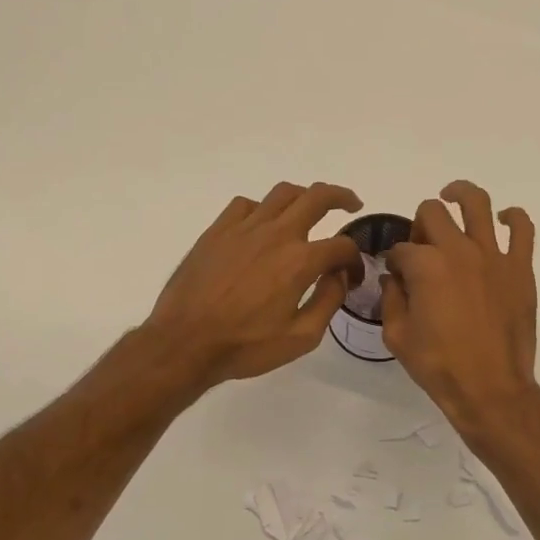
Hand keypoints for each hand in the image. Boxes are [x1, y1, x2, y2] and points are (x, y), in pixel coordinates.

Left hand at [144, 181, 363, 387]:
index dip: (354, 260)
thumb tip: (339, 276)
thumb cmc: (245, 346)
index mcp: (300, 261)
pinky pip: (246, 204)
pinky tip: (263, 225)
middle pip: (317, 197)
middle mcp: (275, 234)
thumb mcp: (301, 337)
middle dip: (341, 197)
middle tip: (351, 204)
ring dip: (304, 196)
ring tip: (309, 208)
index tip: (352, 276)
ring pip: (282, 193)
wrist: (184, 343)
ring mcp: (243, 228)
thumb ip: (328, 301)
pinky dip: (263, 209)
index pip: (342, 246)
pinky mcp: (217, 231)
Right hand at [382, 180, 539, 436]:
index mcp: (425, 266)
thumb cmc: (438, 365)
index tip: (396, 276)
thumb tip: (394, 277)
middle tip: (422, 246)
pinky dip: (512, 216)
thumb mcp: (397, 335)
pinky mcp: (520, 267)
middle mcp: (458, 250)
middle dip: (420, 224)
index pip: (400, 248)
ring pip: (476, 203)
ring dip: (459, 195)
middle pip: (432, 212)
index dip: (393, 260)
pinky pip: (522, 228)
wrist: (490, 388)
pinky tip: (502, 220)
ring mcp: (493, 255)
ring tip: (452, 197)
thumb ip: (391, 298)